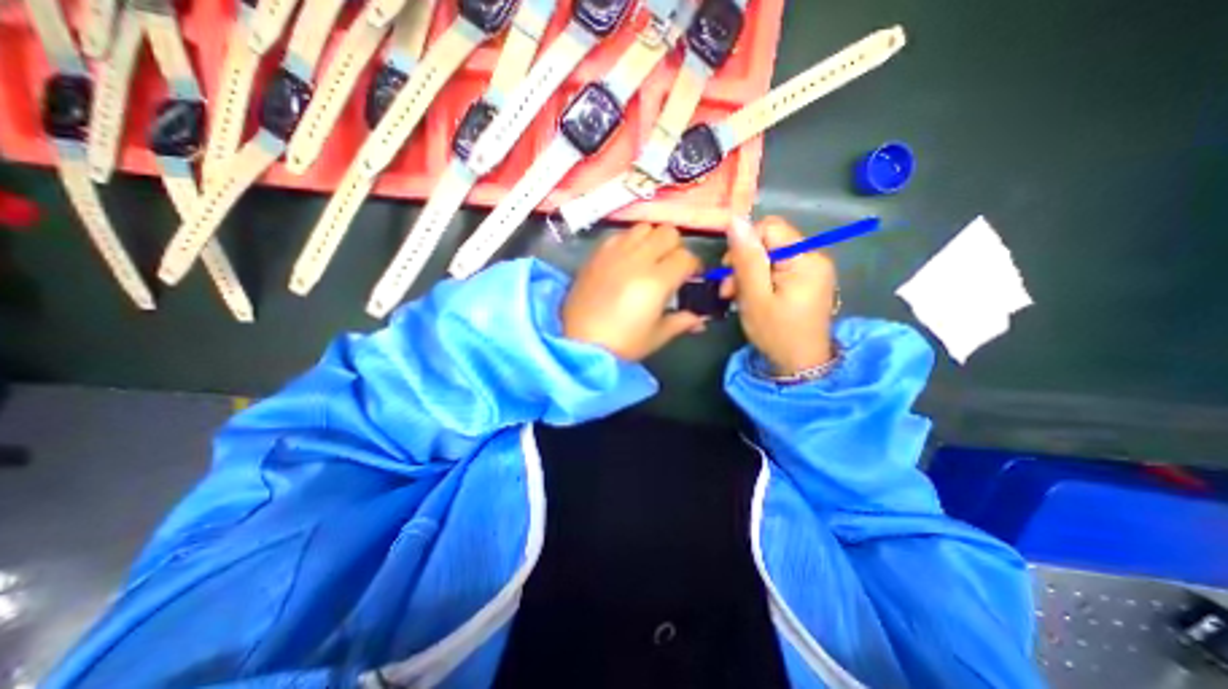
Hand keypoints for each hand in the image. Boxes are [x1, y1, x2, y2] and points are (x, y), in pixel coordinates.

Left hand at [560, 224, 705, 362]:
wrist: (579, 343)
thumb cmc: (622, 344)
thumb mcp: (656, 336)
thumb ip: (681, 322)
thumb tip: (700, 319)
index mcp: (657, 280)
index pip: (686, 257)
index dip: (693, 267)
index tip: (690, 278)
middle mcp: (637, 259)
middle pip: (667, 232)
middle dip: (675, 247)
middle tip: (669, 266)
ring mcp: (614, 253)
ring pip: (643, 227)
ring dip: (651, 240)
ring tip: (647, 260)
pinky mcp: (597, 254)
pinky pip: (619, 235)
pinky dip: (629, 242)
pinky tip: (625, 261)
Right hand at [721, 214, 840, 374]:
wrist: (800, 365)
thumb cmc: (776, 333)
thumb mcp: (755, 297)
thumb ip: (746, 259)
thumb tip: (735, 220)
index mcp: (805, 258)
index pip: (768, 227)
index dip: (744, 245)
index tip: (729, 272)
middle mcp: (814, 256)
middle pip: (769, 241)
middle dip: (743, 263)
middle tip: (729, 291)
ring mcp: (812, 269)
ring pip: (770, 255)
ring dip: (748, 273)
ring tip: (736, 297)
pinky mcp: (807, 279)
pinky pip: (777, 268)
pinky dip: (759, 280)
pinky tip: (751, 297)